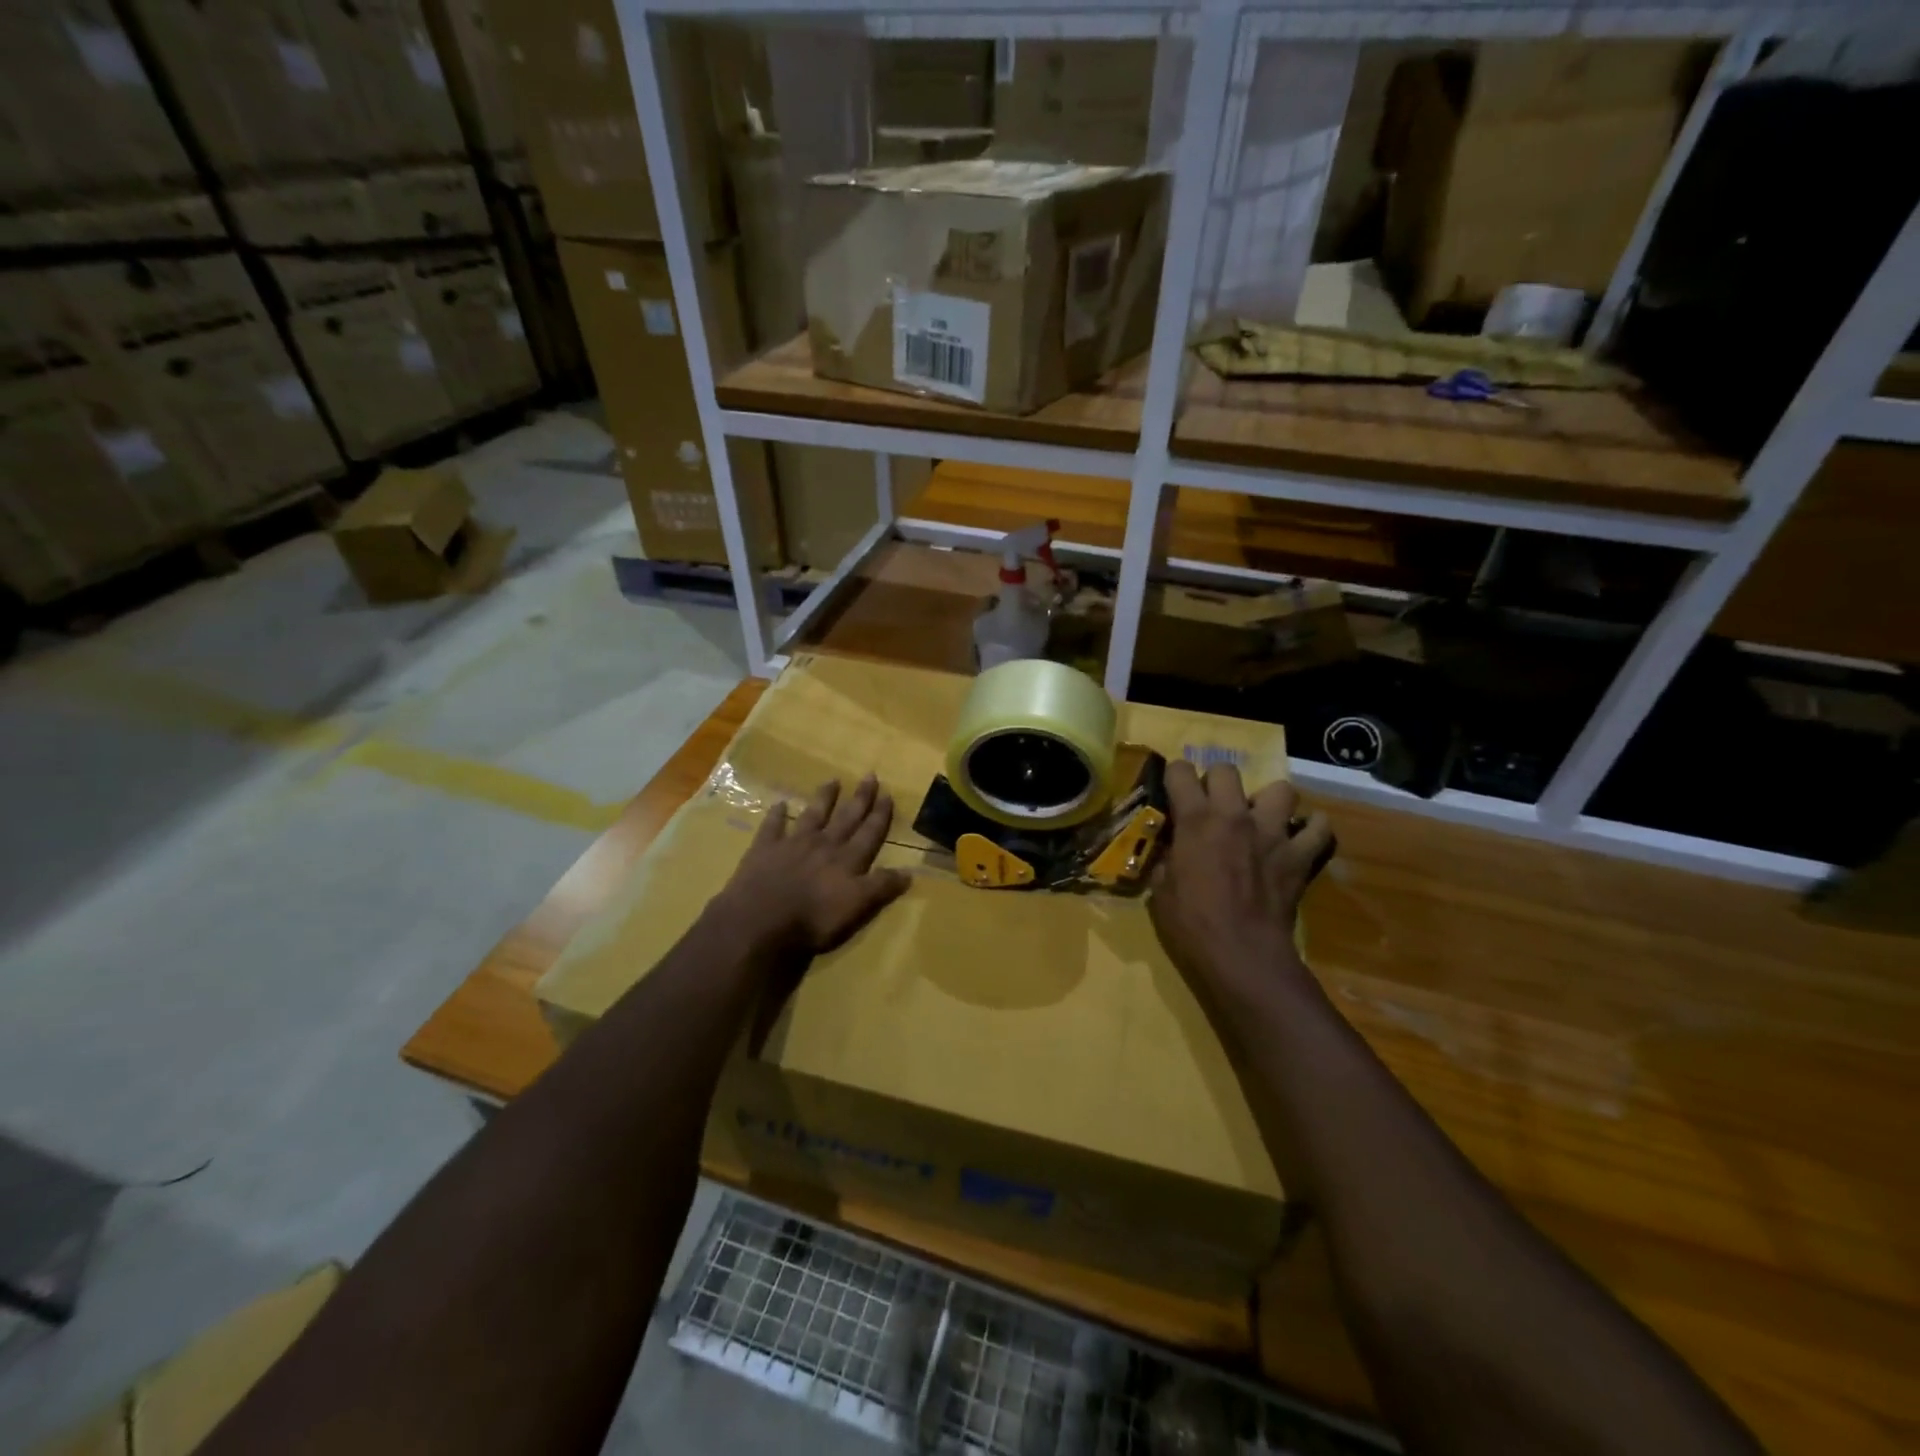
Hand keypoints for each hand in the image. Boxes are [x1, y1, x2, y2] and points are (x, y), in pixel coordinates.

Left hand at [718, 775, 910, 956]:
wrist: (761, 921)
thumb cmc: (813, 920)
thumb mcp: (857, 908)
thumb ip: (881, 887)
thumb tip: (909, 871)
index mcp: (847, 861)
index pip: (869, 834)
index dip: (880, 816)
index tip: (888, 795)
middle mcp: (824, 845)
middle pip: (846, 818)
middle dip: (860, 799)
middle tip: (870, 776)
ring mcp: (793, 844)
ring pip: (813, 815)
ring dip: (824, 798)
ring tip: (833, 781)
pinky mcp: (765, 849)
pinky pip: (772, 826)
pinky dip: (777, 814)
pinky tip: (779, 804)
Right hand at [1148, 760, 1332, 989]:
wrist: (1242, 954)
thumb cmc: (1192, 923)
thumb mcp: (1161, 889)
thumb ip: (1167, 859)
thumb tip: (1171, 851)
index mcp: (1195, 820)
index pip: (1180, 772)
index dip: (1174, 776)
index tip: (1174, 789)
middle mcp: (1234, 815)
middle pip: (1227, 770)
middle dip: (1217, 781)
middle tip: (1214, 804)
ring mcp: (1272, 832)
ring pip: (1281, 790)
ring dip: (1269, 801)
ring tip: (1261, 819)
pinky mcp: (1299, 855)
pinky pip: (1319, 829)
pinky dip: (1312, 829)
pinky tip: (1299, 838)